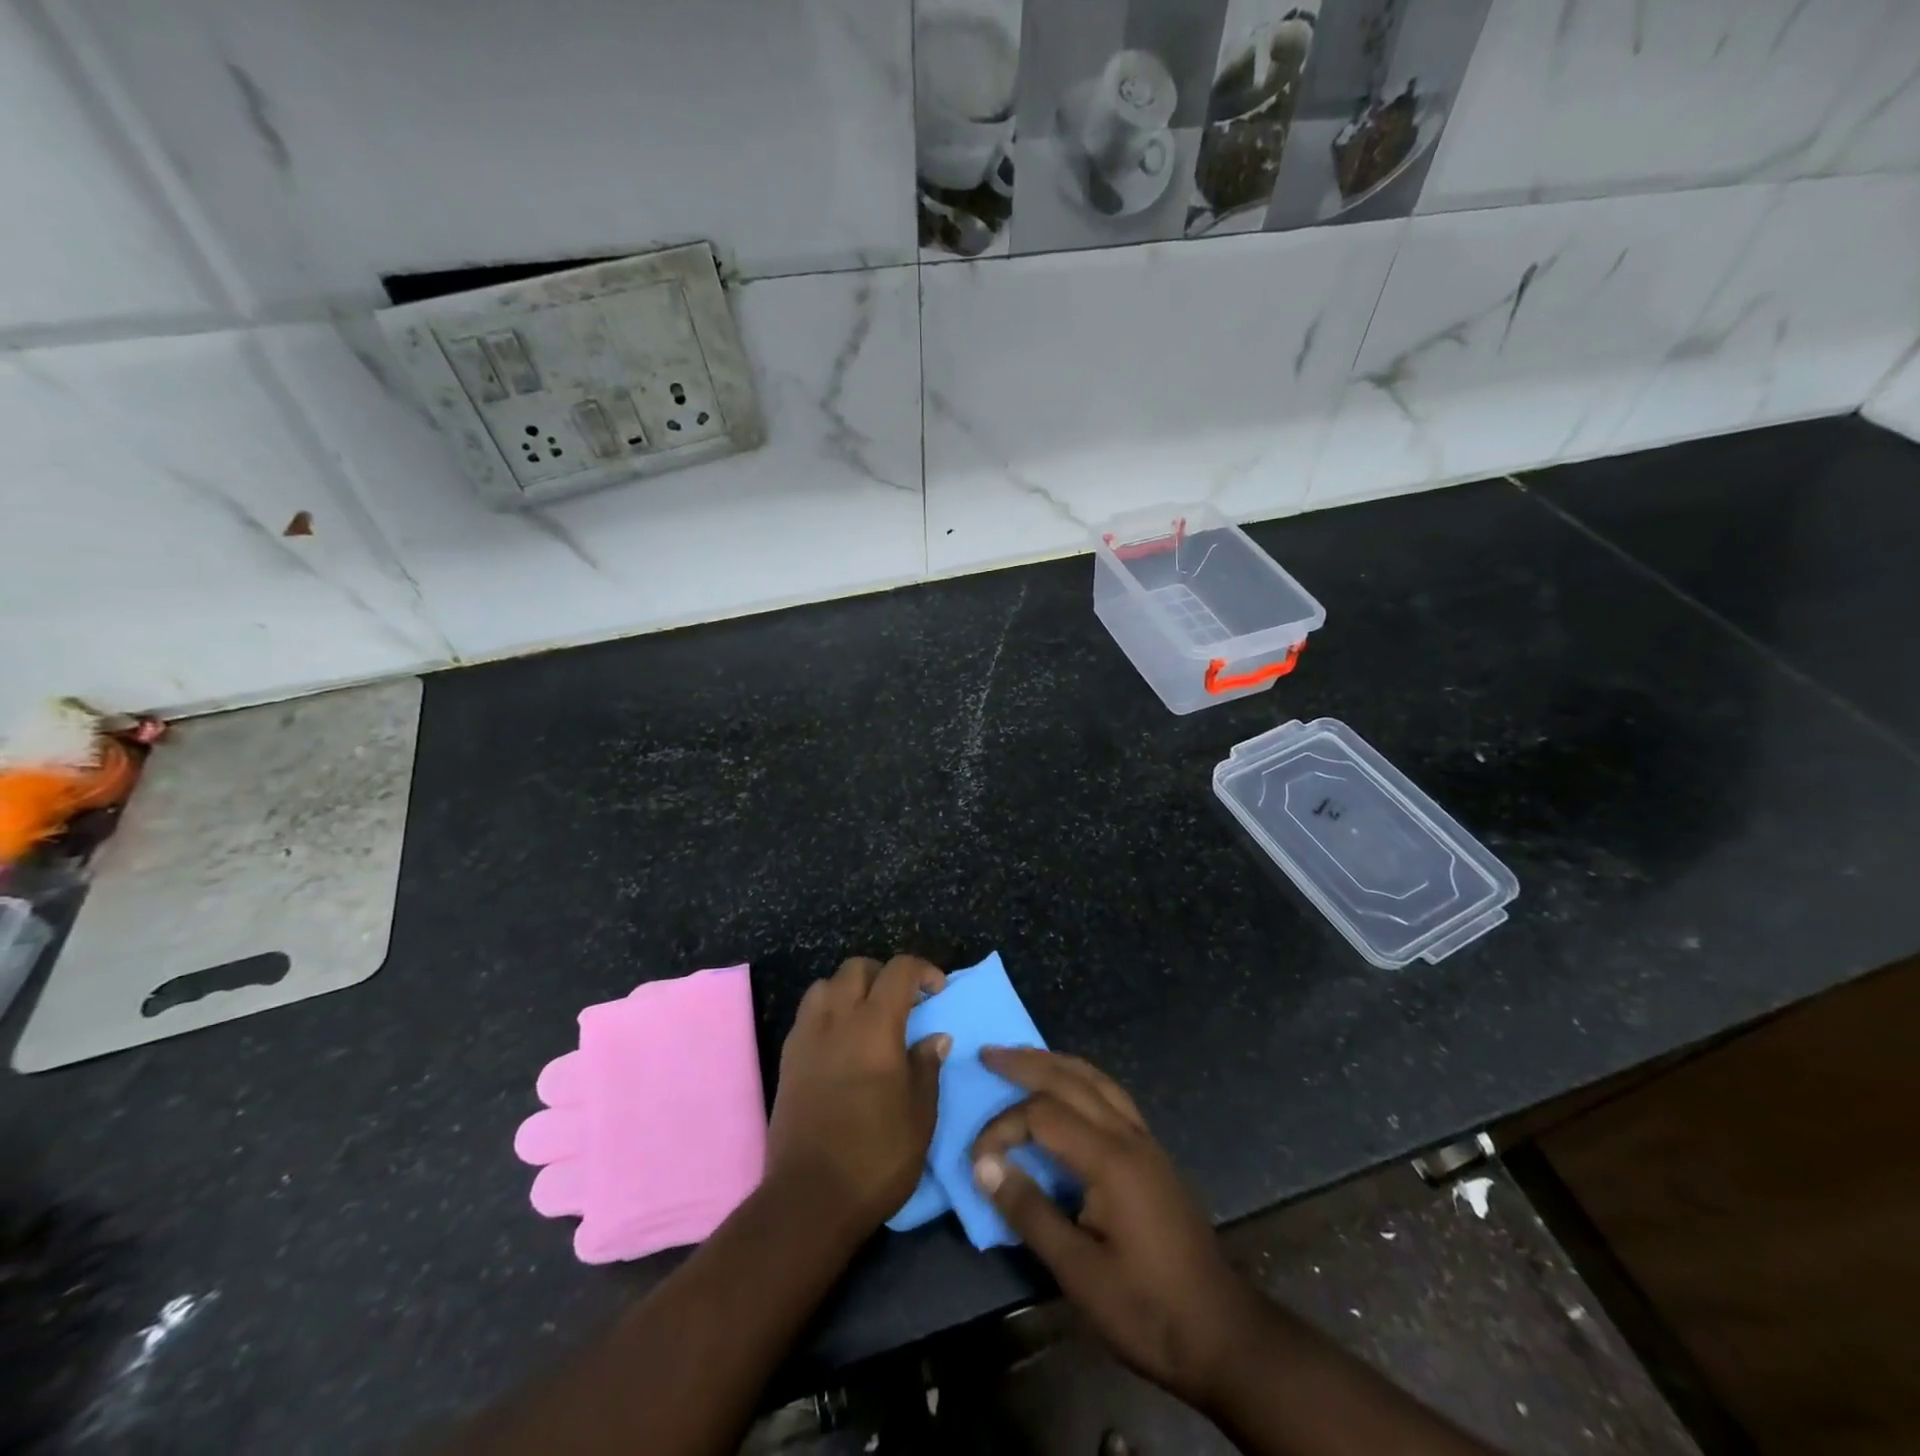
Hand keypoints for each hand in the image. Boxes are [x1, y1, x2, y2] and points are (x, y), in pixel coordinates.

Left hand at [767, 954, 949, 1235]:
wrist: (810, 1197)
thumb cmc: (876, 1155)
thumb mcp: (920, 1115)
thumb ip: (927, 1067)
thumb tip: (934, 1036)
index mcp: (876, 1026)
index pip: (899, 970)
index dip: (923, 970)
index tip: (938, 991)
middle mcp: (838, 1019)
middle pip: (857, 967)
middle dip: (884, 974)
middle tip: (903, 1003)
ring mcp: (807, 1036)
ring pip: (826, 984)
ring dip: (850, 989)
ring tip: (867, 1017)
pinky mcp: (788, 1058)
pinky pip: (807, 1014)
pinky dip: (827, 1012)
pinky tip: (840, 1042)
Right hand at [970, 1048, 1258, 1410]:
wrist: (1221, 1332)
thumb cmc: (1146, 1307)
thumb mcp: (1078, 1272)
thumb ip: (1030, 1211)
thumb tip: (984, 1165)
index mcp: (1110, 1159)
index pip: (1044, 1115)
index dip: (1003, 1127)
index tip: (977, 1159)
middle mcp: (1129, 1135)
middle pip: (1071, 1079)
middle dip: (1027, 1063)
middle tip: (988, 1054)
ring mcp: (1145, 1140)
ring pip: (1096, 1079)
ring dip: (1056, 1063)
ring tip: (1022, 1057)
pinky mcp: (1153, 1153)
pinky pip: (1110, 1094)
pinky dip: (1080, 1079)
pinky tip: (1068, 1088)